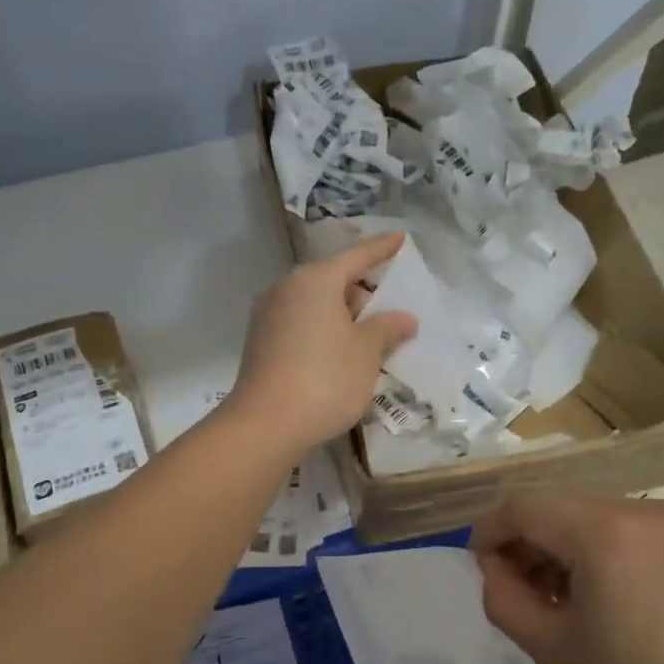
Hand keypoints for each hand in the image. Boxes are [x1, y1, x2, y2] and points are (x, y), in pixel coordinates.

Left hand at [228, 235, 417, 457]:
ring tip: (369, 337)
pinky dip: (323, 330)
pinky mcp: (260, 341)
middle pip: (333, 279)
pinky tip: (339, 354)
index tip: (402, 239)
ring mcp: (268, 314)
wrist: (266, 424)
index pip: (357, 255)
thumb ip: (387, 328)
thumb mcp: (367, 352)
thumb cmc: (325, 378)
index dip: (382, 248)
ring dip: (342, 314)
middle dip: (363, 290)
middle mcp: (287, 288)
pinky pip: (301, 323)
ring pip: (315, 303)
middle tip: (390, 308)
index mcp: (315, 280)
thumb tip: (403, 318)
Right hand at [473, 494, 663, 663]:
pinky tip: (599, 601)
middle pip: (559, 508)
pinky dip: (598, 555)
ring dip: (562, 549)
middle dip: (526, 543)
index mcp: (603, 530)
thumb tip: (494, 569)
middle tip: (514, 593)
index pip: (523, 506)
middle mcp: (641, 510)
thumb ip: (504, 598)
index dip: (489, 533)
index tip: (478, 571)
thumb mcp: (554, 650)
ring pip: (592, 518)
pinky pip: (626, 534)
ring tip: (555, 603)